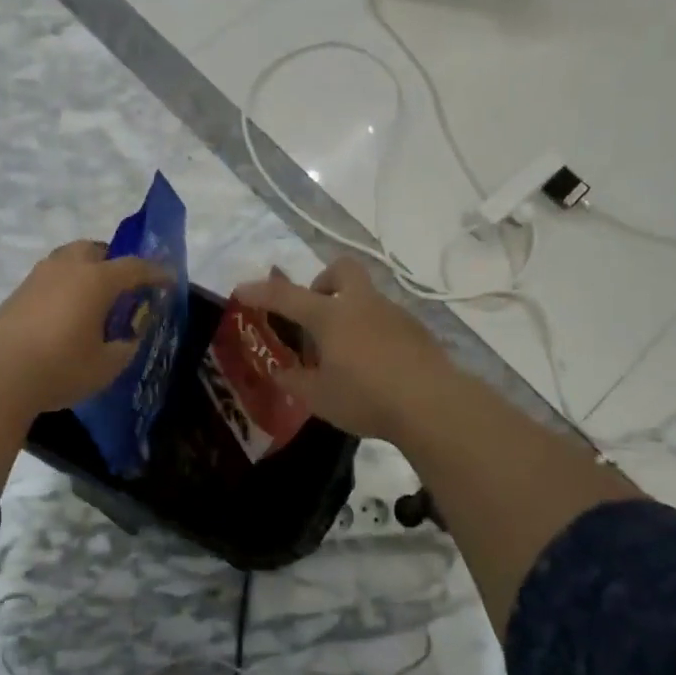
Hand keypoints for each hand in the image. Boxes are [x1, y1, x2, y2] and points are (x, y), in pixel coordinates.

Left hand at [0, 240, 171, 418]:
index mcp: (97, 279)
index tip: (168, 280)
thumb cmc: (60, 367)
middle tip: (123, 285)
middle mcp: (68, 268)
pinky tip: (66, 314)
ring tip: (93, 300)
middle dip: (113, 261)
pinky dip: (65, 287)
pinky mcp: (17, 293)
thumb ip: (125, 347)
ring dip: (85, 271)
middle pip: (96, 250)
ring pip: (68, 260)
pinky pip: (50, 279)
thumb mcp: (106, 366)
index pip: (135, 267)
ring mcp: (38, 277)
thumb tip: (128, 337)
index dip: (155, 272)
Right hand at [234, 258, 453, 443]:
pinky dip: (372, 332)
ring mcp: (393, 314)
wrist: (433, 405)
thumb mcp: (318, 397)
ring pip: (365, 297)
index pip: (286, 296)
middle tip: (315, 313)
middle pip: (341, 269)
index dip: (260, 292)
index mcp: (331, 316)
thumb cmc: (366, 397)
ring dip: (349, 313)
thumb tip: (281, 372)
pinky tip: (374, 365)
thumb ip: (294, 381)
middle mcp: (361, 304)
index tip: (241, 291)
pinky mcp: (417, 331)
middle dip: (323, 281)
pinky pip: (385, 320)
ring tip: (344, 354)